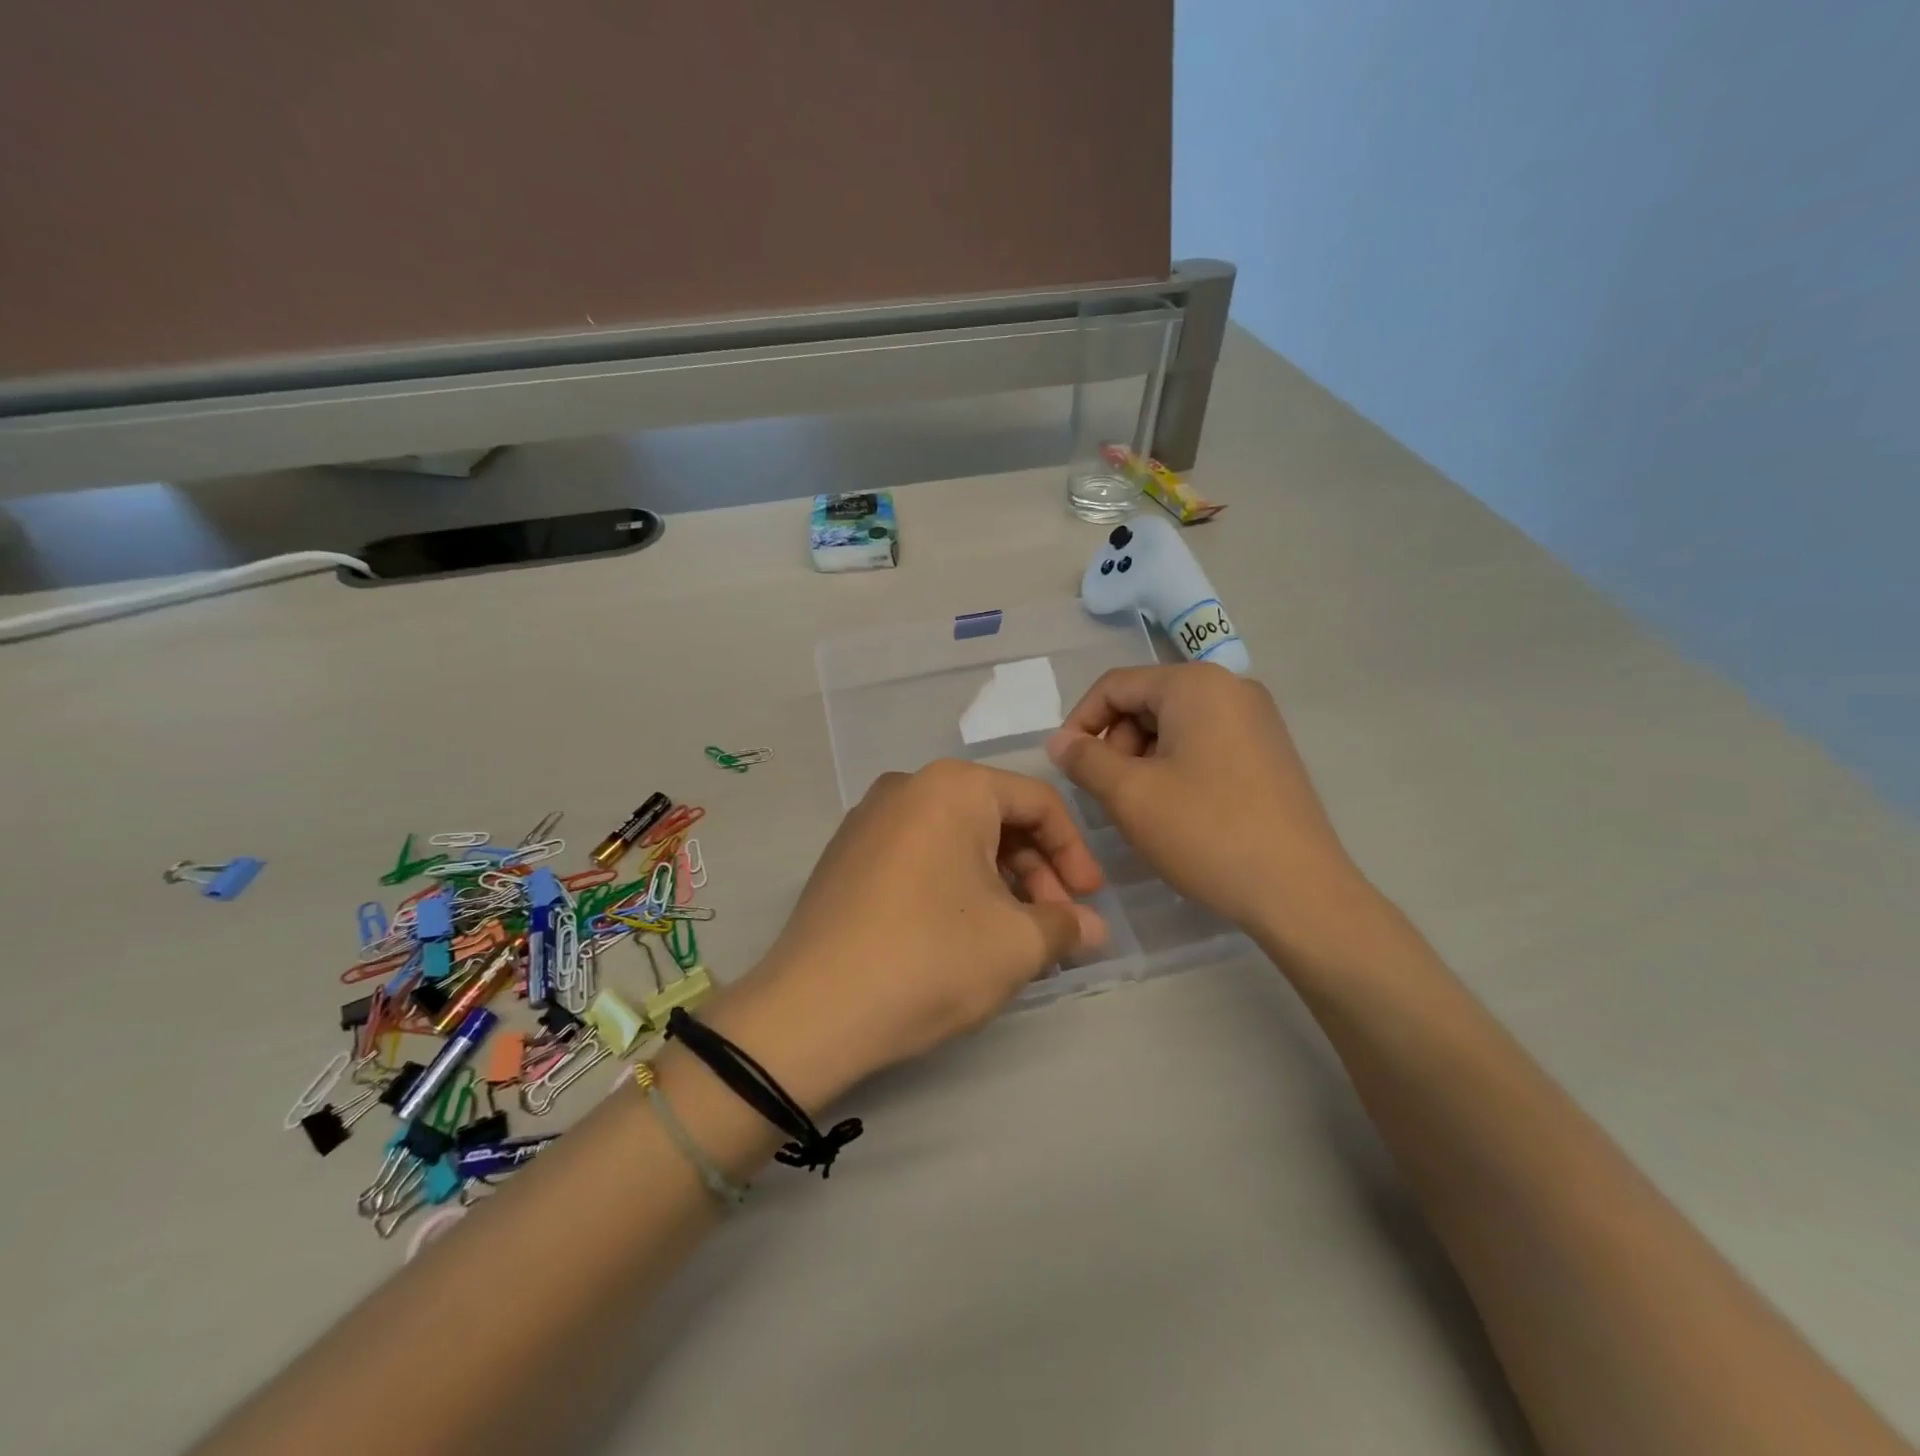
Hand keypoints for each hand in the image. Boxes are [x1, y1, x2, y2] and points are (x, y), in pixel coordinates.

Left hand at [707, 761, 1106, 1108]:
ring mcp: (869, 820)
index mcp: (953, 787)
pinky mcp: (846, 856)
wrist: (811, 1011)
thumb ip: (1066, 926)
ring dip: (997, 883)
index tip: (1090, 903)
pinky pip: (919, 855)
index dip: (1075, 853)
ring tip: (1014, 937)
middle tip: (1054, 926)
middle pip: (995, 818)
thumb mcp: (1016, 945)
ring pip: (956, 839)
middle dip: (1036, 872)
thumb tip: (1093, 929)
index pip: (1038, 803)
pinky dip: (954, 885)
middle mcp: (908, 787)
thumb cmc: (930, 959)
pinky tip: (962, 933)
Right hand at [1046, 664, 1375, 959]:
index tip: (1066, 766)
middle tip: (1110, 794)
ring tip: (1142, 808)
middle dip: (1116, 743)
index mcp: (1196, 684)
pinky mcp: (1269, 751)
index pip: (1115, 685)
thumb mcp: (1129, 795)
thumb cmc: (1206, 832)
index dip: (1080, 722)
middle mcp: (1231, 688)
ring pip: (1174, 725)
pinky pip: (1204, 743)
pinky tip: (1176, 810)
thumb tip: (1059, 741)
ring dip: (1143, 759)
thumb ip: (1084, 760)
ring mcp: (1257, 719)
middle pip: (1147, 702)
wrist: (1298, 892)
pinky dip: (1176, 767)